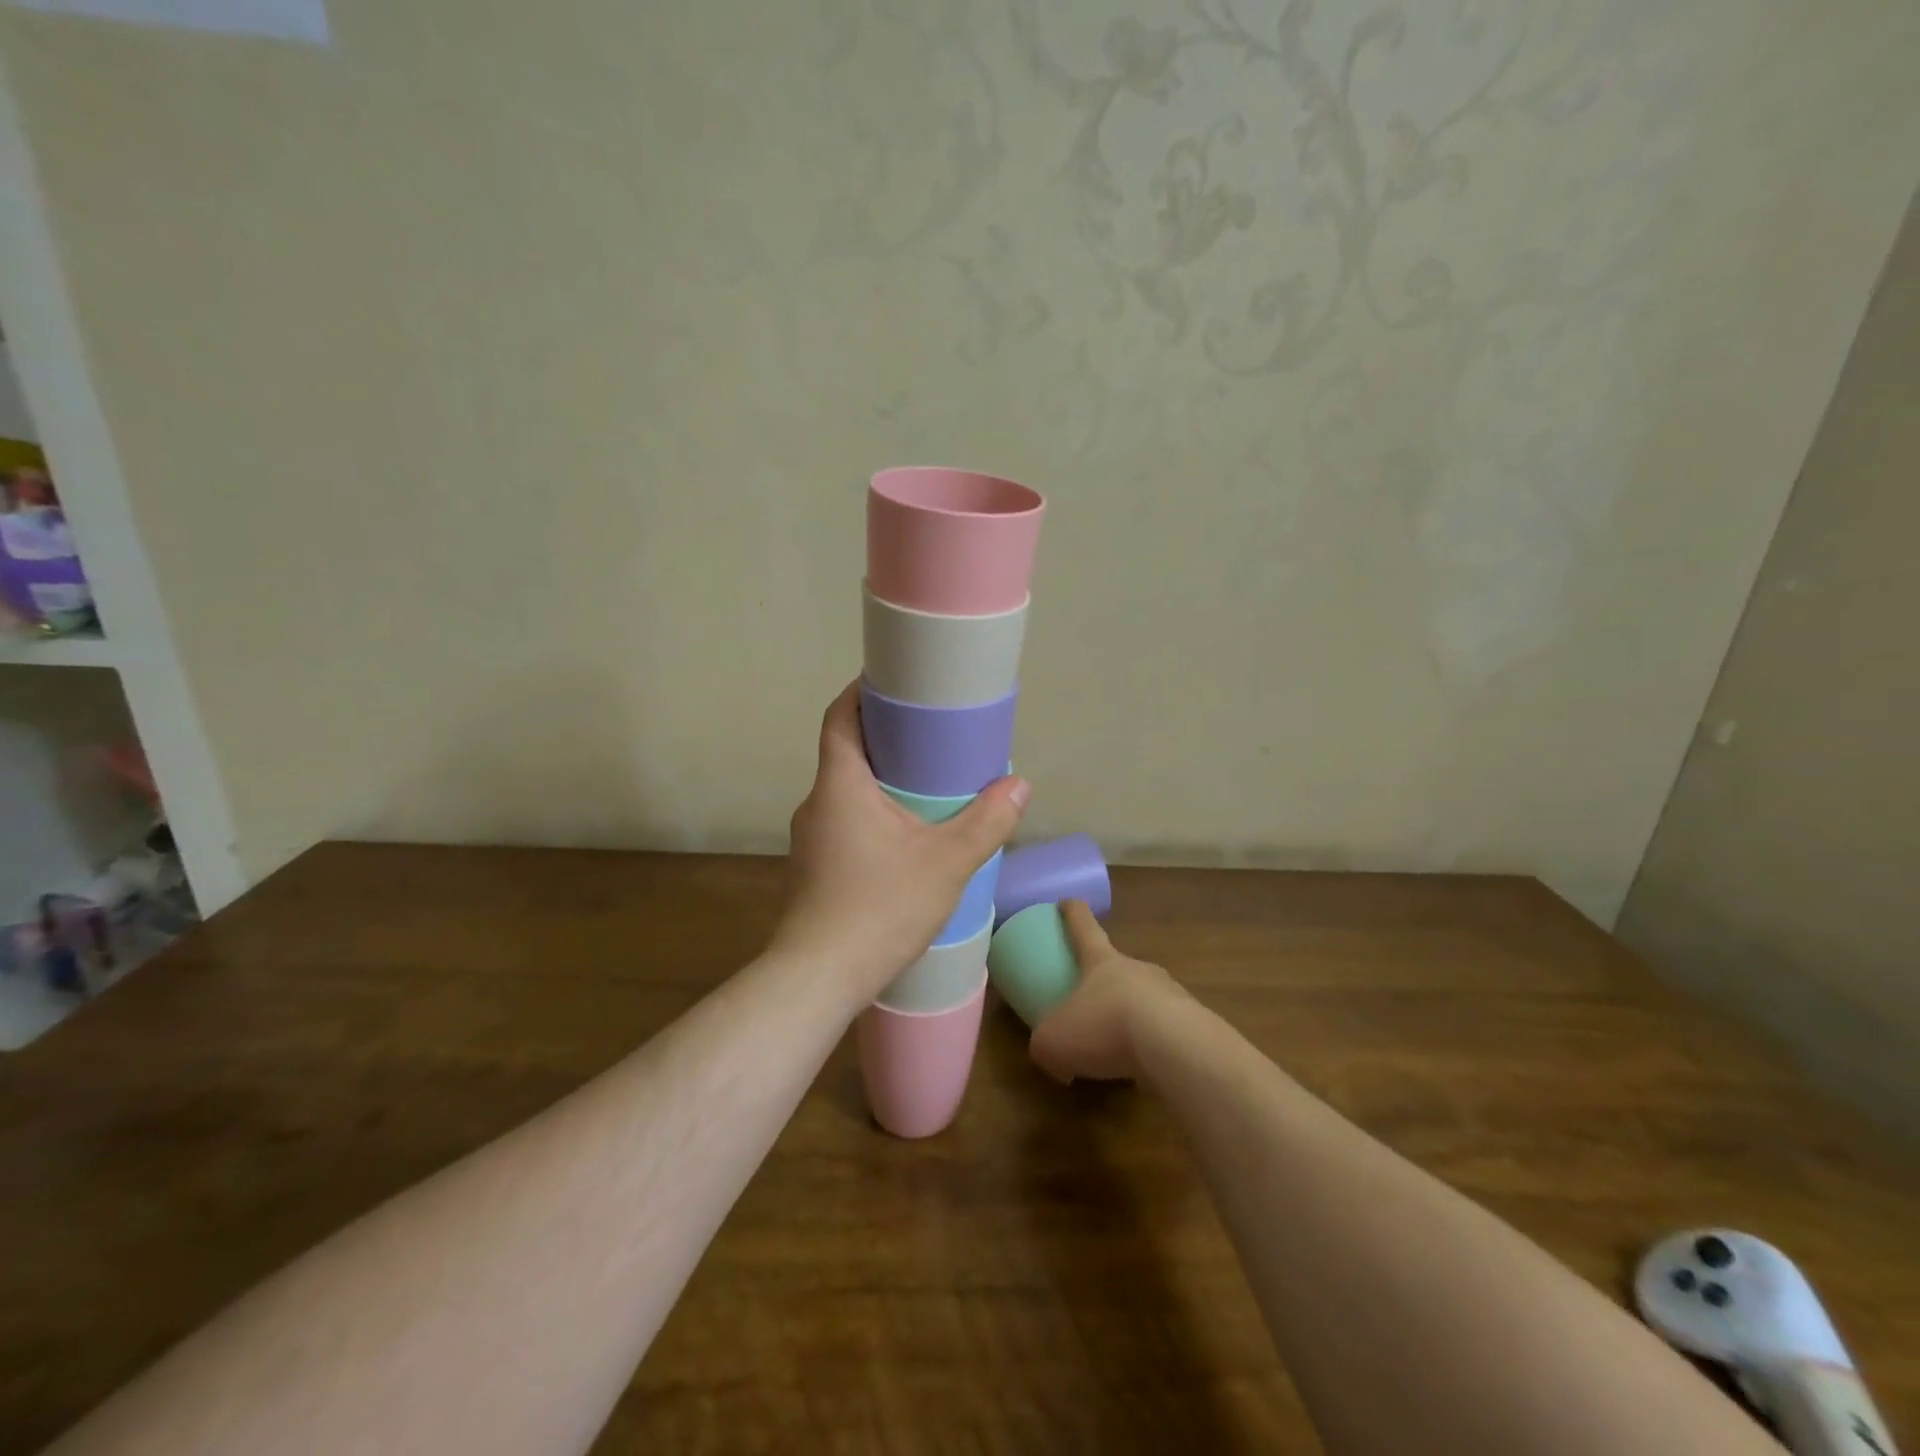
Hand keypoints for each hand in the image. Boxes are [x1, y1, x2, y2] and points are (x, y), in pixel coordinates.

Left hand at [772, 682, 1029, 1001]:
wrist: (819, 979)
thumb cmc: (880, 907)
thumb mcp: (946, 862)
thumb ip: (986, 822)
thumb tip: (1020, 785)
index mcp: (840, 784)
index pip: (840, 717)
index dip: (862, 692)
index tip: (895, 683)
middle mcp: (816, 803)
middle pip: (846, 752)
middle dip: (886, 739)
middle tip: (931, 736)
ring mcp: (810, 839)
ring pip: (846, 792)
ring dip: (881, 781)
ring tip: (926, 786)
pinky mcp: (814, 869)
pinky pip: (845, 823)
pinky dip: (872, 814)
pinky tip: (905, 838)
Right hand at [1029, 900, 1188, 1082]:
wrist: (1176, 1048)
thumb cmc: (1104, 1028)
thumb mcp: (1053, 1041)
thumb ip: (1044, 1045)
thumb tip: (1054, 1060)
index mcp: (1101, 961)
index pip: (1084, 926)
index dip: (1073, 912)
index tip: (1067, 902)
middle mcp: (1136, 968)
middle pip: (1117, 964)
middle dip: (1104, 979)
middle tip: (1091, 1002)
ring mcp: (1169, 993)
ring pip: (1145, 998)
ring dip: (1131, 1015)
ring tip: (1119, 1046)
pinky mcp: (1193, 1024)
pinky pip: (1166, 1031)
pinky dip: (1154, 1046)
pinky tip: (1147, 1070)